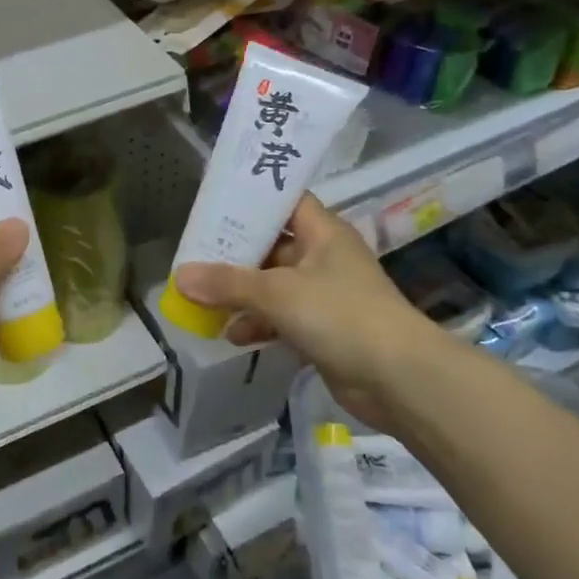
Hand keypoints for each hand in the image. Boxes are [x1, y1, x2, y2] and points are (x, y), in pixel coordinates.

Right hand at [172, 195, 448, 428]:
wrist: (400, 379)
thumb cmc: (340, 315)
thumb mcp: (277, 293)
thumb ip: (227, 284)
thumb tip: (179, 276)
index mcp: (322, 233)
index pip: (284, 202)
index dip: (252, 200)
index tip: (214, 203)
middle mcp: (324, 258)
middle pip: (272, 246)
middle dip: (235, 252)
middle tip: (194, 252)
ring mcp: (325, 296)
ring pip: (274, 285)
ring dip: (242, 292)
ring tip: (202, 297)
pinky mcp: (323, 330)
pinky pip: (282, 318)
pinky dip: (258, 324)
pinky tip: (231, 335)